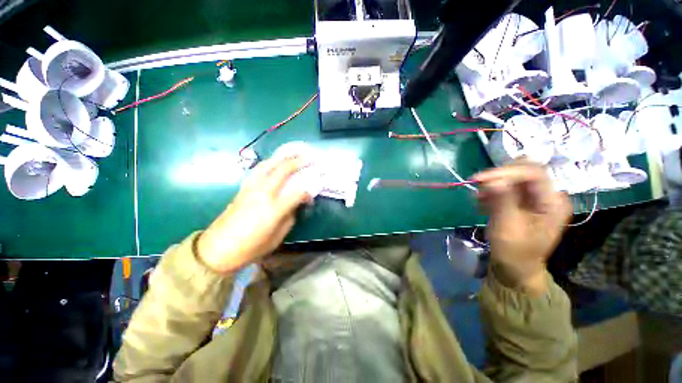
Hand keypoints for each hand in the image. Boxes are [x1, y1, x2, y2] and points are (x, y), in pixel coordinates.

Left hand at [196, 157, 312, 273]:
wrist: (217, 250)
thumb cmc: (251, 248)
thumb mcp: (277, 238)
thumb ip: (289, 218)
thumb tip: (295, 206)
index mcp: (274, 209)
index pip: (297, 193)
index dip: (308, 191)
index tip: (312, 194)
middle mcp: (262, 194)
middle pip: (282, 171)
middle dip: (296, 162)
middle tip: (307, 158)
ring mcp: (250, 189)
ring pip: (267, 166)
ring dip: (281, 158)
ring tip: (290, 155)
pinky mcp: (242, 189)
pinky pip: (257, 171)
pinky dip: (267, 164)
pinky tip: (272, 164)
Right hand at [474, 161, 572, 294]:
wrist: (515, 267)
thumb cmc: (515, 252)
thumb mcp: (508, 228)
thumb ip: (502, 202)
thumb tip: (492, 180)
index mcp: (552, 202)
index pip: (533, 172)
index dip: (506, 172)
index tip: (479, 179)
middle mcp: (546, 195)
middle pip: (523, 170)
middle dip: (498, 177)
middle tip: (479, 187)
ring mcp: (534, 197)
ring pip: (512, 177)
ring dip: (492, 185)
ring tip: (479, 200)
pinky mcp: (521, 201)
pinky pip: (505, 187)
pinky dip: (491, 191)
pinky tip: (482, 203)